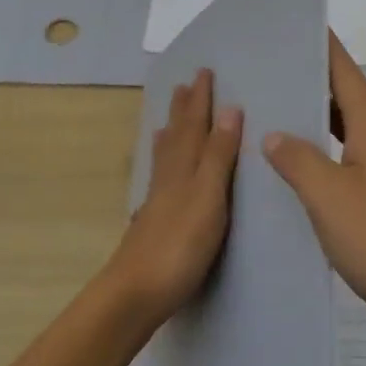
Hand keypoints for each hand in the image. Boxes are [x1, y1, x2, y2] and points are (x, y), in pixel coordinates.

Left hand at [108, 68, 242, 325]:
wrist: (135, 294)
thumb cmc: (179, 244)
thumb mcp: (208, 195)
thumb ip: (218, 154)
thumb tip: (229, 108)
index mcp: (183, 167)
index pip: (194, 124)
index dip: (200, 99)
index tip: (204, 71)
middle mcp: (168, 177)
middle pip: (176, 135)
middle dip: (183, 110)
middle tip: (184, 85)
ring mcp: (158, 201)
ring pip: (165, 156)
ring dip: (171, 133)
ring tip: (169, 118)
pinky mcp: (154, 223)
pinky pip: (161, 178)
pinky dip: (163, 165)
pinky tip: (161, 174)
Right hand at [263, 36, 365, 332]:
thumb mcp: (330, 199)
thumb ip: (299, 162)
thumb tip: (277, 134)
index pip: (346, 74)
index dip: (324, 49)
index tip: (300, 26)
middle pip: (350, 103)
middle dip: (315, 89)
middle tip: (273, 80)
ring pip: (356, 137)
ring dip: (324, 128)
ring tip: (283, 127)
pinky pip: (363, 166)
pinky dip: (337, 160)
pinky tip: (314, 181)